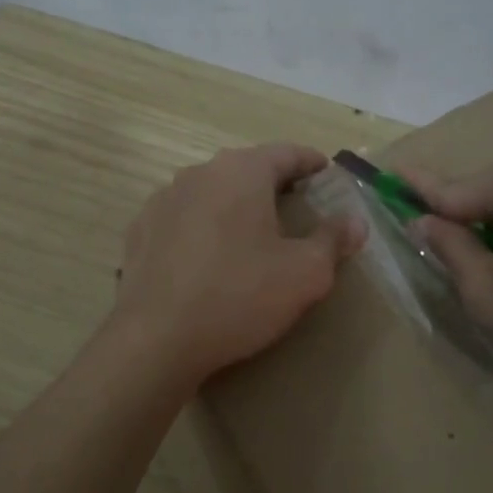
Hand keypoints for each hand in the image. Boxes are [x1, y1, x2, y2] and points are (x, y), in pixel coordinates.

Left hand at [113, 144, 364, 386]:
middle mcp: (198, 174)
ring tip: (251, 233)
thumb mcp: (304, 273)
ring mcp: (162, 200)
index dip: (312, 162)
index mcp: (241, 172)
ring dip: (234, 205)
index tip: (327, 174)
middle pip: (245, 169)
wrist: (156, 339)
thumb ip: (332, 240)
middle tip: (296, 207)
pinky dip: (201, 228)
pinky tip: (208, 257)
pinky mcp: (139, 231)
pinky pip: (182, 219)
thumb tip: (354, 221)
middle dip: (273, 184)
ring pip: (210, 193)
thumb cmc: (239, 296)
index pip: (286, 153)